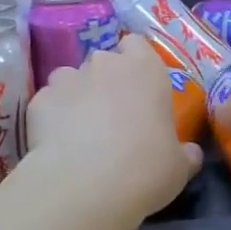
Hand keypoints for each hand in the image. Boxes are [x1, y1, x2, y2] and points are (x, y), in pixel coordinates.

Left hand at [27, 35, 201, 217]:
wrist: (86, 184)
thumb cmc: (146, 168)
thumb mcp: (179, 167)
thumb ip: (185, 153)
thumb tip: (190, 153)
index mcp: (145, 69)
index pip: (137, 45)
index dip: (136, 63)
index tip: (138, 90)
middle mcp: (105, 64)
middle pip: (103, 63)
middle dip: (104, 83)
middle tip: (111, 118)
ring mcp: (68, 78)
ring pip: (71, 79)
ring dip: (75, 97)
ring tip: (79, 131)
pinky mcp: (39, 100)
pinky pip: (48, 103)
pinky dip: (51, 118)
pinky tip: (56, 145)